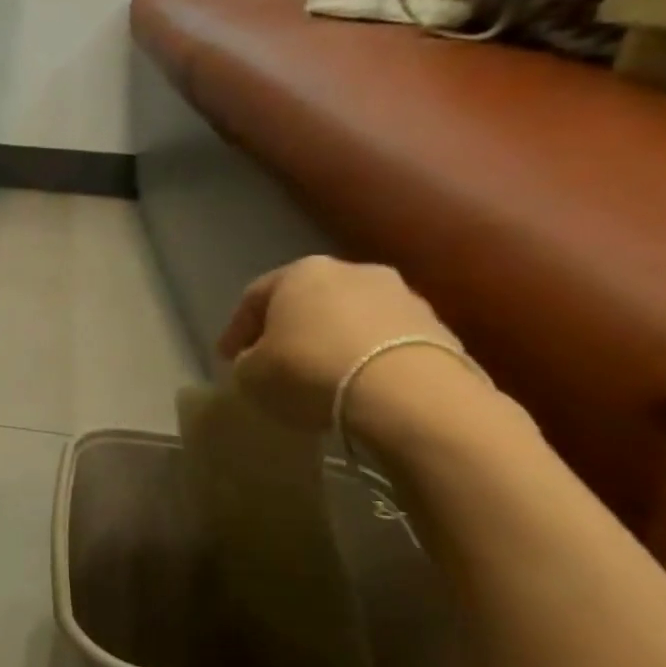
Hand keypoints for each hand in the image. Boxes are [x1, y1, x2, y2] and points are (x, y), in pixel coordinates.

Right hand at [217, 257, 474, 434]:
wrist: (409, 395)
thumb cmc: (310, 372)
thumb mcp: (252, 375)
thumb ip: (247, 363)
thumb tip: (255, 362)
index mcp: (300, 272)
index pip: (254, 297)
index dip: (236, 330)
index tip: (227, 359)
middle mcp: (351, 271)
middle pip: (308, 301)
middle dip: (289, 329)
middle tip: (275, 362)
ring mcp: (401, 296)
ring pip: (351, 318)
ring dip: (333, 342)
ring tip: (322, 377)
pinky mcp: (438, 328)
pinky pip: (385, 342)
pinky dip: (368, 358)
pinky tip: (359, 386)